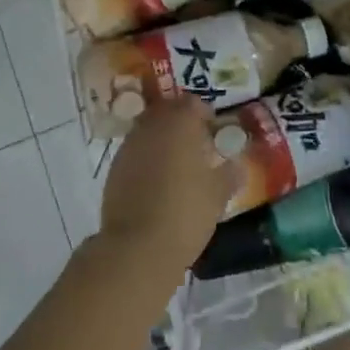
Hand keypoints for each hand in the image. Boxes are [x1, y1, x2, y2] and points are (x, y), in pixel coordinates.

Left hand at [100, 96, 239, 276]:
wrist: (137, 246)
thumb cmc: (186, 212)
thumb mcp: (217, 195)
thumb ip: (228, 175)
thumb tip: (236, 165)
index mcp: (179, 123)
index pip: (192, 102)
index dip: (204, 113)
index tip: (212, 131)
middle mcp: (151, 126)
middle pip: (167, 112)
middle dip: (180, 123)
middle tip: (196, 145)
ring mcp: (129, 146)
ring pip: (148, 130)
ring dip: (162, 140)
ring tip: (177, 165)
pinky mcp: (113, 168)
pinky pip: (135, 152)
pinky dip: (146, 158)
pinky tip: (156, 182)